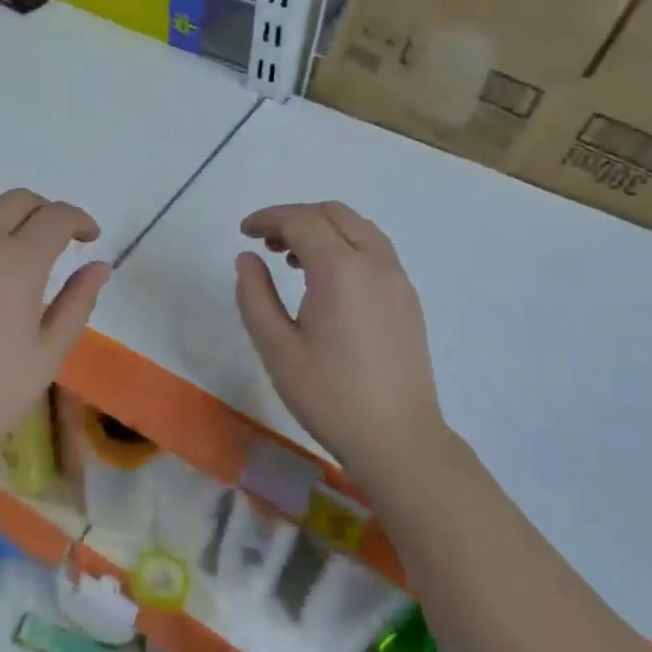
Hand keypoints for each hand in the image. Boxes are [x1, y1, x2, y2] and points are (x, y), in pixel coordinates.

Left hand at [0, 189, 109, 474]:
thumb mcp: (51, 350)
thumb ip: (78, 301)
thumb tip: (99, 266)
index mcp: (19, 263)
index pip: (56, 218)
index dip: (79, 220)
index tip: (89, 238)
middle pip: (17, 201)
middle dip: (45, 211)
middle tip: (57, 237)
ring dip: (2, 214)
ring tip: (12, 240)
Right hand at [234, 202, 449, 484]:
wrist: (398, 438)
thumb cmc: (329, 395)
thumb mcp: (276, 348)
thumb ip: (255, 295)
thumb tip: (247, 258)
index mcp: (340, 269)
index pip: (301, 220)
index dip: (268, 218)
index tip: (243, 231)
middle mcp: (375, 262)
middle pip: (334, 214)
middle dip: (295, 217)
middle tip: (265, 243)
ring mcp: (397, 279)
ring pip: (359, 228)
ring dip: (323, 229)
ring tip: (291, 258)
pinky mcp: (408, 298)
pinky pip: (375, 250)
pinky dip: (346, 246)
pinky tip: (327, 281)